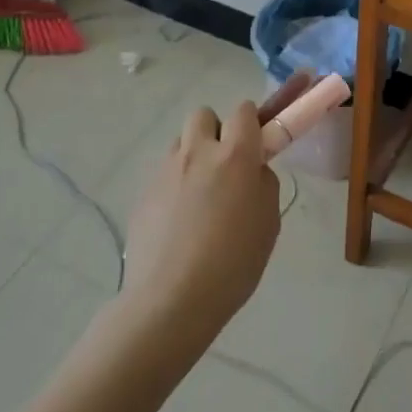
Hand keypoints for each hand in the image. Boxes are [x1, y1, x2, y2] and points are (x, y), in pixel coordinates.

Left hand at [121, 101, 281, 351]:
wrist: (171, 300)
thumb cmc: (232, 263)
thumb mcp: (269, 223)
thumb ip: (263, 184)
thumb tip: (252, 171)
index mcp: (235, 155)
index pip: (244, 110)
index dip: (251, 123)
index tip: (255, 146)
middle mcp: (197, 152)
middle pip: (203, 115)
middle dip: (215, 131)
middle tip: (224, 166)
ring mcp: (165, 171)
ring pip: (180, 143)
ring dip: (192, 157)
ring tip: (198, 196)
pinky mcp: (143, 194)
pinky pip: (163, 174)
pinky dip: (173, 186)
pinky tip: (177, 222)